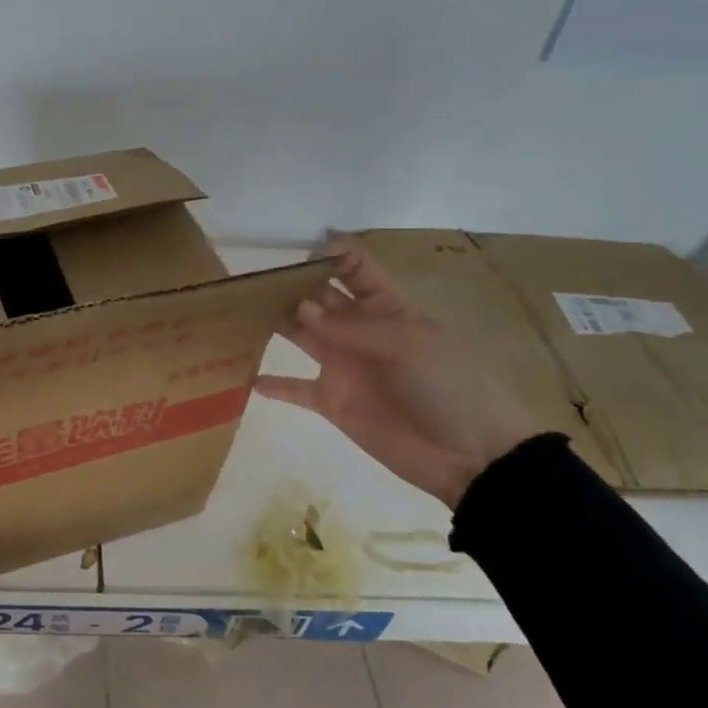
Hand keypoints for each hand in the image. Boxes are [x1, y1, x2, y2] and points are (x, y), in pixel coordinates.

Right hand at [254, 234, 541, 509]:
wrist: (469, 455)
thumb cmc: (448, 387)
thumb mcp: (409, 344)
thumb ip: (352, 327)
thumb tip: (301, 309)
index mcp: (385, 307)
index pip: (353, 267)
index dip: (328, 253)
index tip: (295, 252)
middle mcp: (359, 330)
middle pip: (318, 297)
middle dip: (289, 285)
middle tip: (250, 281)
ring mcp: (343, 366)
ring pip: (301, 334)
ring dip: (275, 322)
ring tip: (238, 313)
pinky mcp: (333, 402)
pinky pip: (296, 388)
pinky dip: (273, 384)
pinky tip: (245, 375)